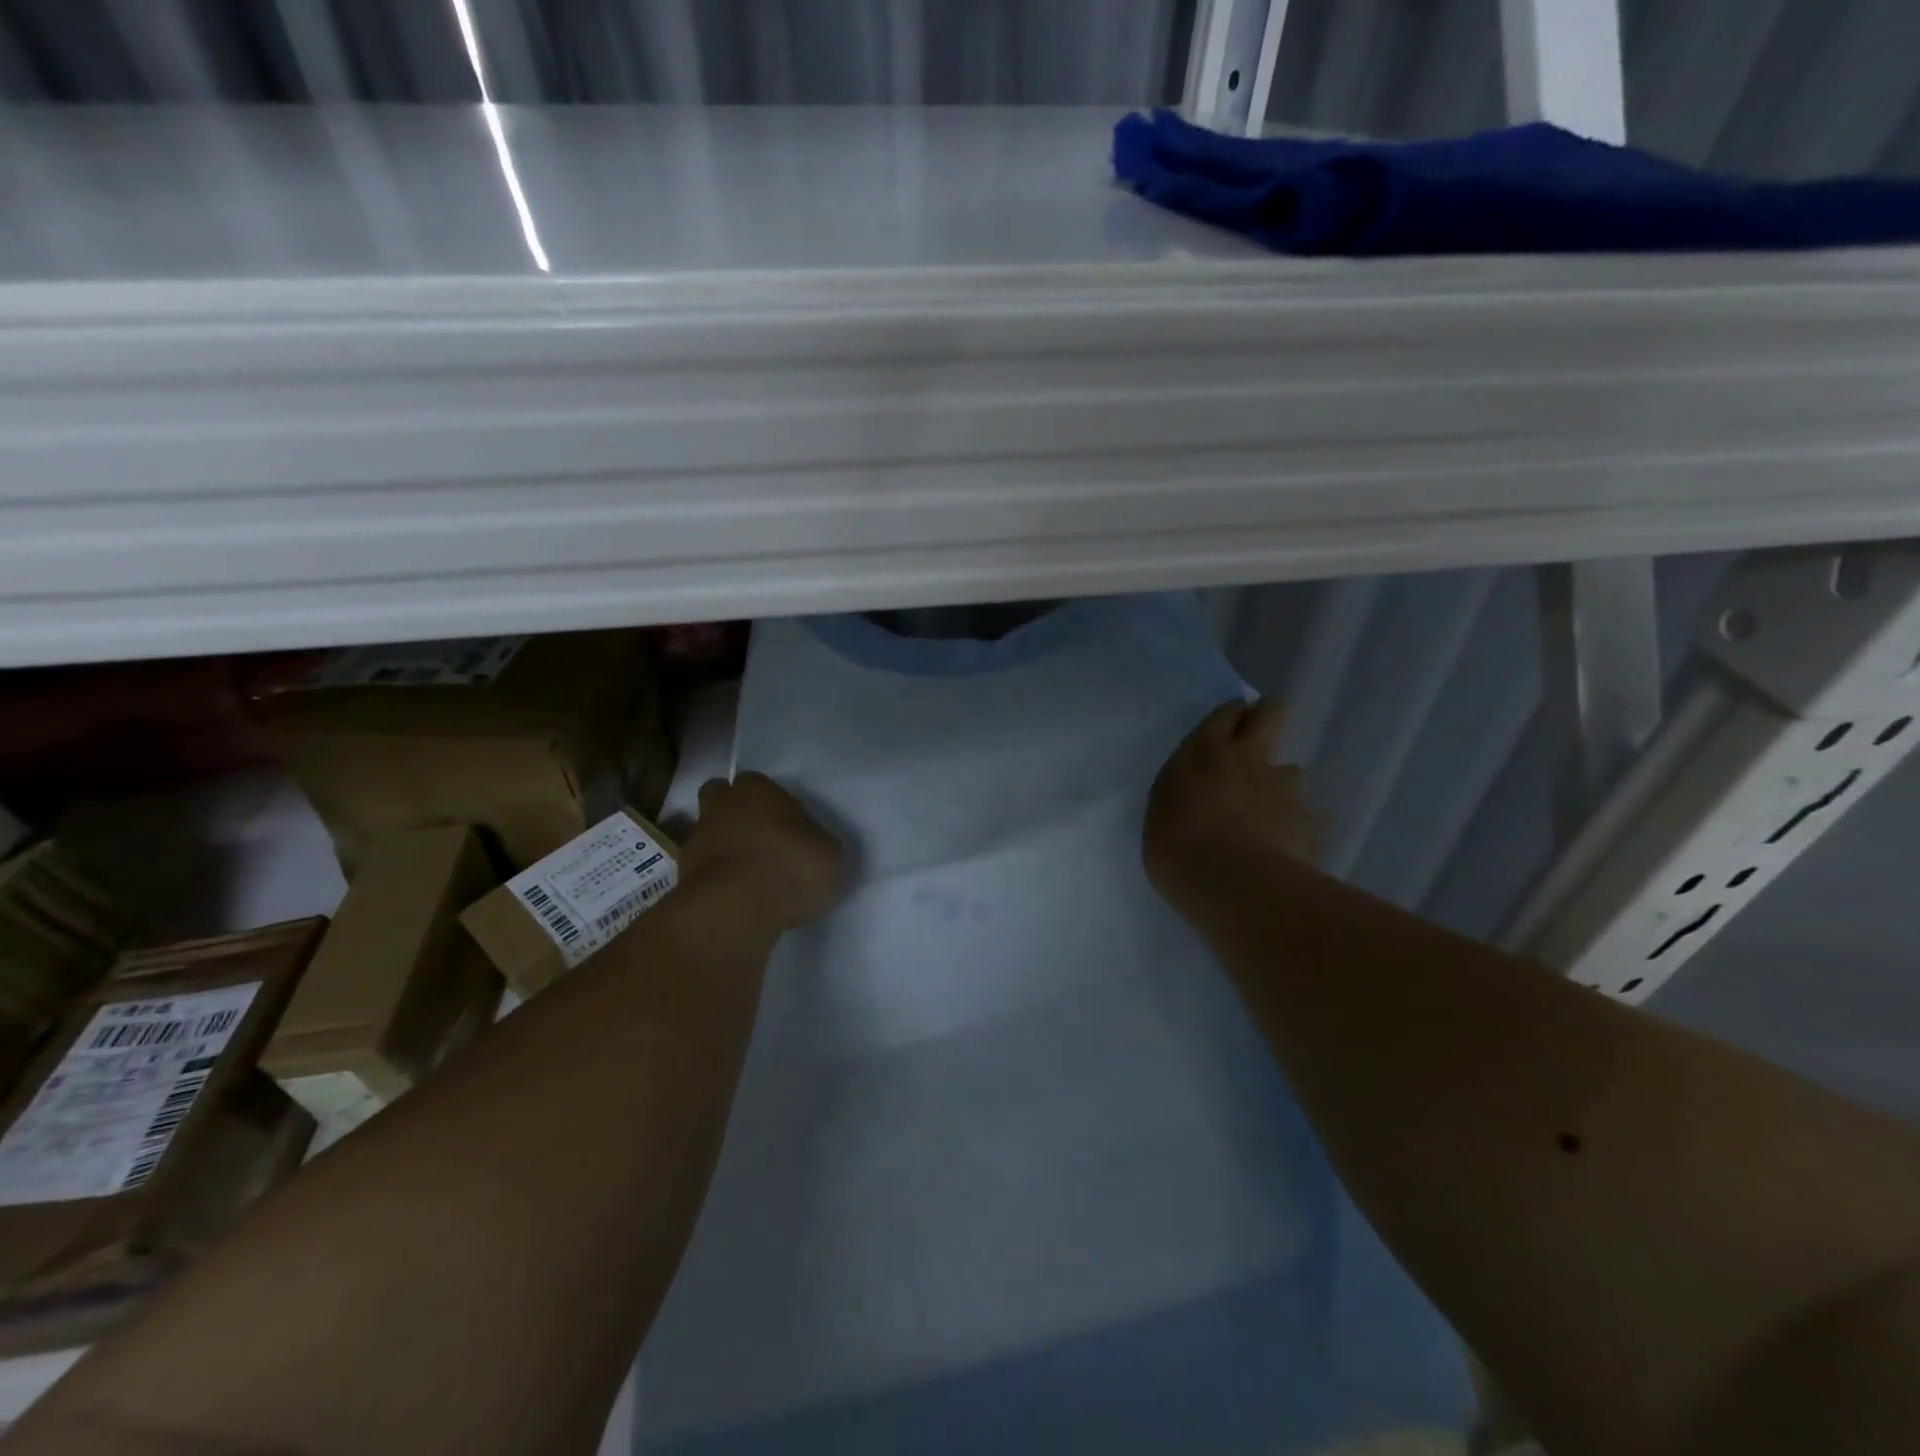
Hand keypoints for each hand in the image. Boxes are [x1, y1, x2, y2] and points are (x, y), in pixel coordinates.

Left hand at [679, 772, 845, 930]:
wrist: (737, 909)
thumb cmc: (791, 867)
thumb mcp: (829, 853)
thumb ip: (815, 842)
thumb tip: (810, 846)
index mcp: (757, 790)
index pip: (756, 783)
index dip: (768, 801)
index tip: (783, 822)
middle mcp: (721, 806)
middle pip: (719, 797)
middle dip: (732, 812)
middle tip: (757, 838)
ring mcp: (696, 840)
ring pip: (707, 833)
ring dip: (722, 848)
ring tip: (747, 875)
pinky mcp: (682, 876)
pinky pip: (701, 870)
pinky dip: (714, 879)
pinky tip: (734, 898)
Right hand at [1144, 700, 1320, 917]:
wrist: (1233, 886)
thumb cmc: (1177, 848)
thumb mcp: (1163, 812)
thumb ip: (1186, 792)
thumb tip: (1199, 794)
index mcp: (1205, 752)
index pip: (1227, 713)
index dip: (1232, 716)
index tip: (1228, 727)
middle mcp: (1250, 758)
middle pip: (1272, 714)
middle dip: (1268, 718)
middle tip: (1258, 740)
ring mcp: (1286, 788)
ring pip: (1293, 773)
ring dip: (1281, 789)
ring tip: (1267, 821)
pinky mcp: (1312, 821)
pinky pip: (1307, 819)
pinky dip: (1297, 830)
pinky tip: (1285, 853)